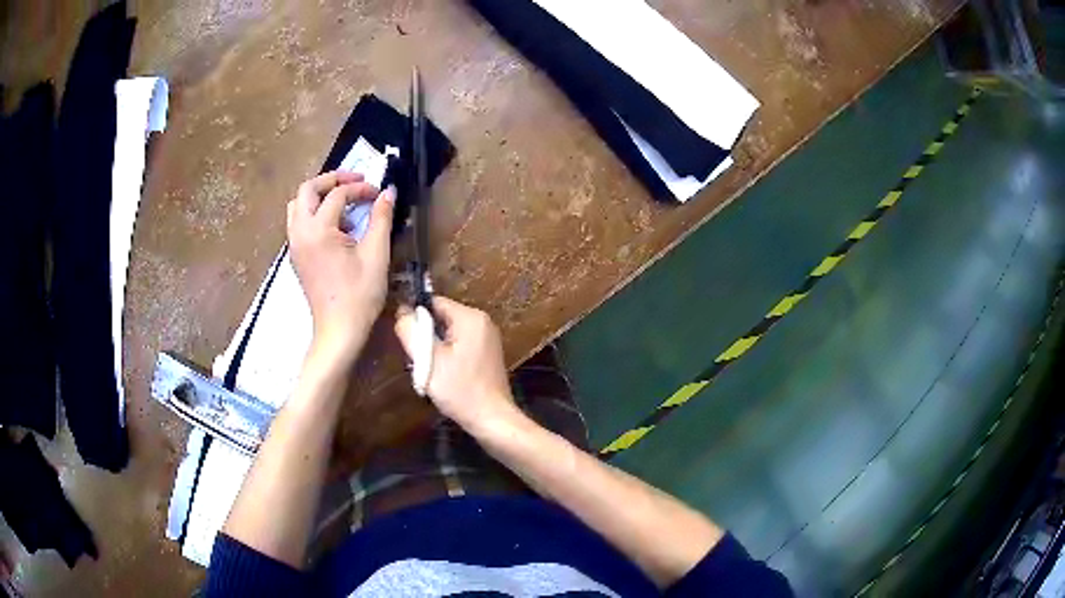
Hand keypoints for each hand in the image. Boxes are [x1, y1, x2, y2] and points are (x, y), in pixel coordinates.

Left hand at [288, 171, 394, 367]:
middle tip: (356, 181)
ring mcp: (294, 245)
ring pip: (298, 205)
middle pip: (307, 189)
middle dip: (332, 180)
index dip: (361, 189)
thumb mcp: (376, 254)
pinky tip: (335, 227)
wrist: (339, 331)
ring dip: (319, 196)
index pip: (338, 195)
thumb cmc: (360, 295)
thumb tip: (388, 192)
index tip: (379, 194)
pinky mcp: (296, 256)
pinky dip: (314, 213)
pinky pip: (298, 222)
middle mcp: (300, 232)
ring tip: (343, 202)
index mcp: (318, 230)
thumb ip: (381, 218)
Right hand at [394, 297, 518, 433]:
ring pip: (449, 334)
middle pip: (441, 318)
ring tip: (430, 370)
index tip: (407, 340)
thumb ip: (411, 331)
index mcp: (470, 317)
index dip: (416, 318)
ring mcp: (488, 339)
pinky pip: (460, 346)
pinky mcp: (488, 354)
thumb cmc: (460, 390)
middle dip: (426, 336)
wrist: (492, 419)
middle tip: (418, 360)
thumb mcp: (428, 359)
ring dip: (435, 349)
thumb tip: (402, 311)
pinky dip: (448, 356)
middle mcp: (482, 322)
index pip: (433, 302)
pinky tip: (445, 376)